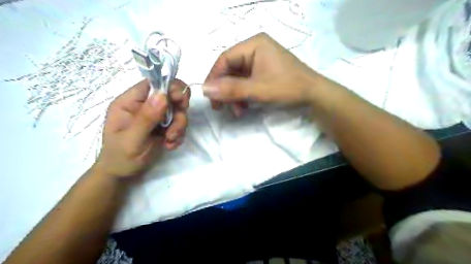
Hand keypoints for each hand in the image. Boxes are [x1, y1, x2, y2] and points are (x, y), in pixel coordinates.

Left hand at [94, 78, 189, 177]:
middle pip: (171, 97)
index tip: (181, 101)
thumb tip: (162, 95)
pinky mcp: (164, 126)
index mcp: (130, 102)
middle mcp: (144, 106)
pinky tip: (170, 145)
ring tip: (169, 141)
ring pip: (178, 111)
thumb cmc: (121, 157)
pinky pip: (179, 124)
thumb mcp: (132, 139)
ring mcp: (155, 116)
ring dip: (179, 127)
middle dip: (178, 113)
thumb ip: (146, 118)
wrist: (123, 174)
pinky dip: (178, 135)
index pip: (153, 83)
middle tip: (175, 129)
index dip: (170, 87)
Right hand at [203, 33, 319, 114]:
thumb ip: (230, 90)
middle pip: (230, 69)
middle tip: (221, 107)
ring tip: (237, 111)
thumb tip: (204, 89)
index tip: (209, 97)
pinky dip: (243, 95)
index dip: (214, 78)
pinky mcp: (264, 72)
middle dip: (225, 90)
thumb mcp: (257, 90)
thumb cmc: (287, 88)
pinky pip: (247, 82)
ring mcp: (260, 61)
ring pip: (238, 78)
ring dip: (234, 96)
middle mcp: (255, 49)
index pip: (225, 59)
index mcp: (254, 45)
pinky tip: (244, 107)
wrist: (314, 96)